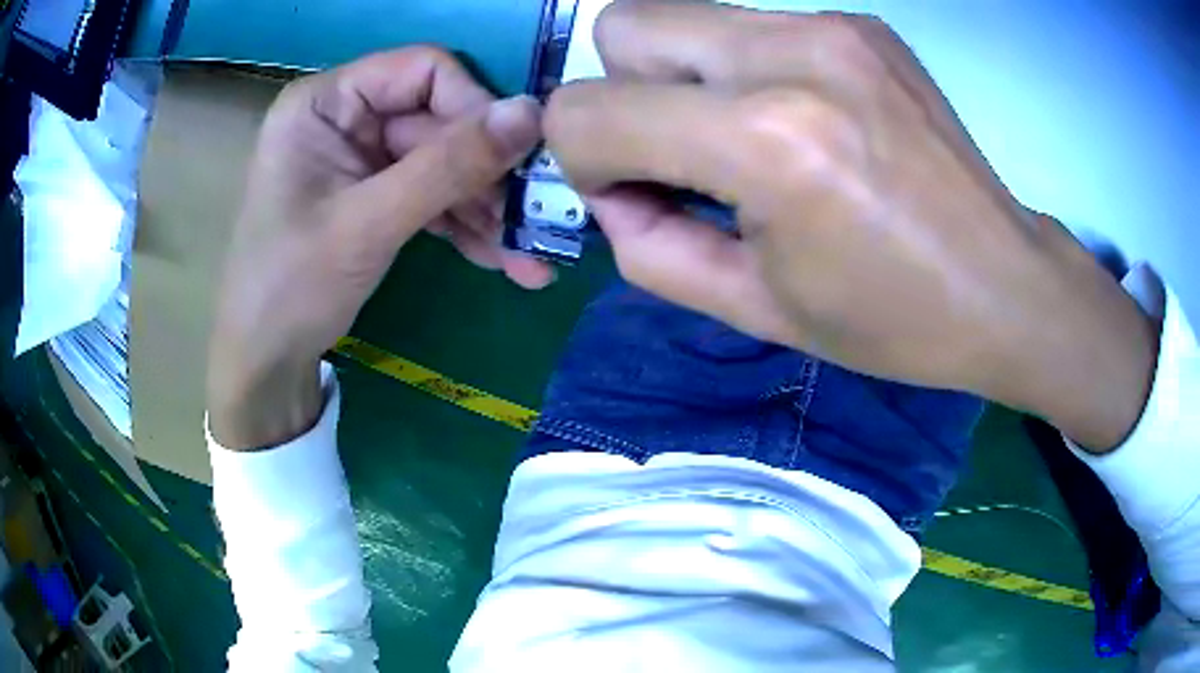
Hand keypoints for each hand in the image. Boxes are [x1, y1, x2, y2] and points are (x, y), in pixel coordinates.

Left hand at [208, 48, 549, 449]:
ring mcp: (361, 158)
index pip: (422, 70)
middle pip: (439, 121)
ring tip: (526, 255)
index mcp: (324, 103)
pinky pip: (431, 195)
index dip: (474, 105)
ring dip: (484, 207)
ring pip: (443, 162)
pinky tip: (501, 259)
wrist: (265, 362)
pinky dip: (464, 225)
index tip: (515, 156)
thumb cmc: (291, 288)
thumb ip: (448, 165)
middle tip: (533, 218)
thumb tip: (531, 113)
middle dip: (486, 173)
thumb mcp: (367, 224)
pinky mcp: (374, 195)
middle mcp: (345, 118)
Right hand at [545, 0, 1156, 449]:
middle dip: (626, 94)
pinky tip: (800, 119)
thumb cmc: (890, 319)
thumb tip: (613, 189)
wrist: (1002, 283)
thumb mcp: (754, 308)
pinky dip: (740, 70)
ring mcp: (831, 26)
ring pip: (681, 15)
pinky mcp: (858, 23)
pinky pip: (748, 25)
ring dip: (682, 78)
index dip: (585, 160)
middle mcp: (793, 55)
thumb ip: (648, 247)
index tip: (637, 196)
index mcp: (768, 143)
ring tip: (748, 139)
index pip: (588, 110)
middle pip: (623, 26)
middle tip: (687, 155)